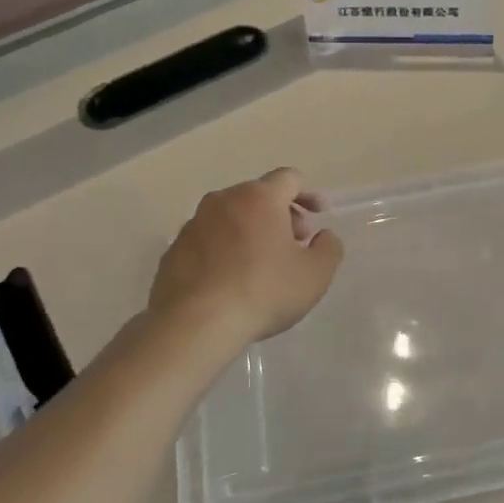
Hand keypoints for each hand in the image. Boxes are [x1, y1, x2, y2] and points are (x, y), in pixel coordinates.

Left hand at [150, 169, 343, 343]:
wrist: (195, 324)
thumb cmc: (264, 292)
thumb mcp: (315, 274)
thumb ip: (329, 248)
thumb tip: (323, 236)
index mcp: (259, 198)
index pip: (289, 178)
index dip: (308, 194)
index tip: (319, 215)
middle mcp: (223, 201)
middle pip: (258, 196)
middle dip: (281, 215)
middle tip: (294, 244)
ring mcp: (193, 224)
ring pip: (231, 217)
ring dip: (251, 231)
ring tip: (262, 265)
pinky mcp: (173, 250)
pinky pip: (208, 240)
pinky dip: (225, 250)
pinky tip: (231, 281)